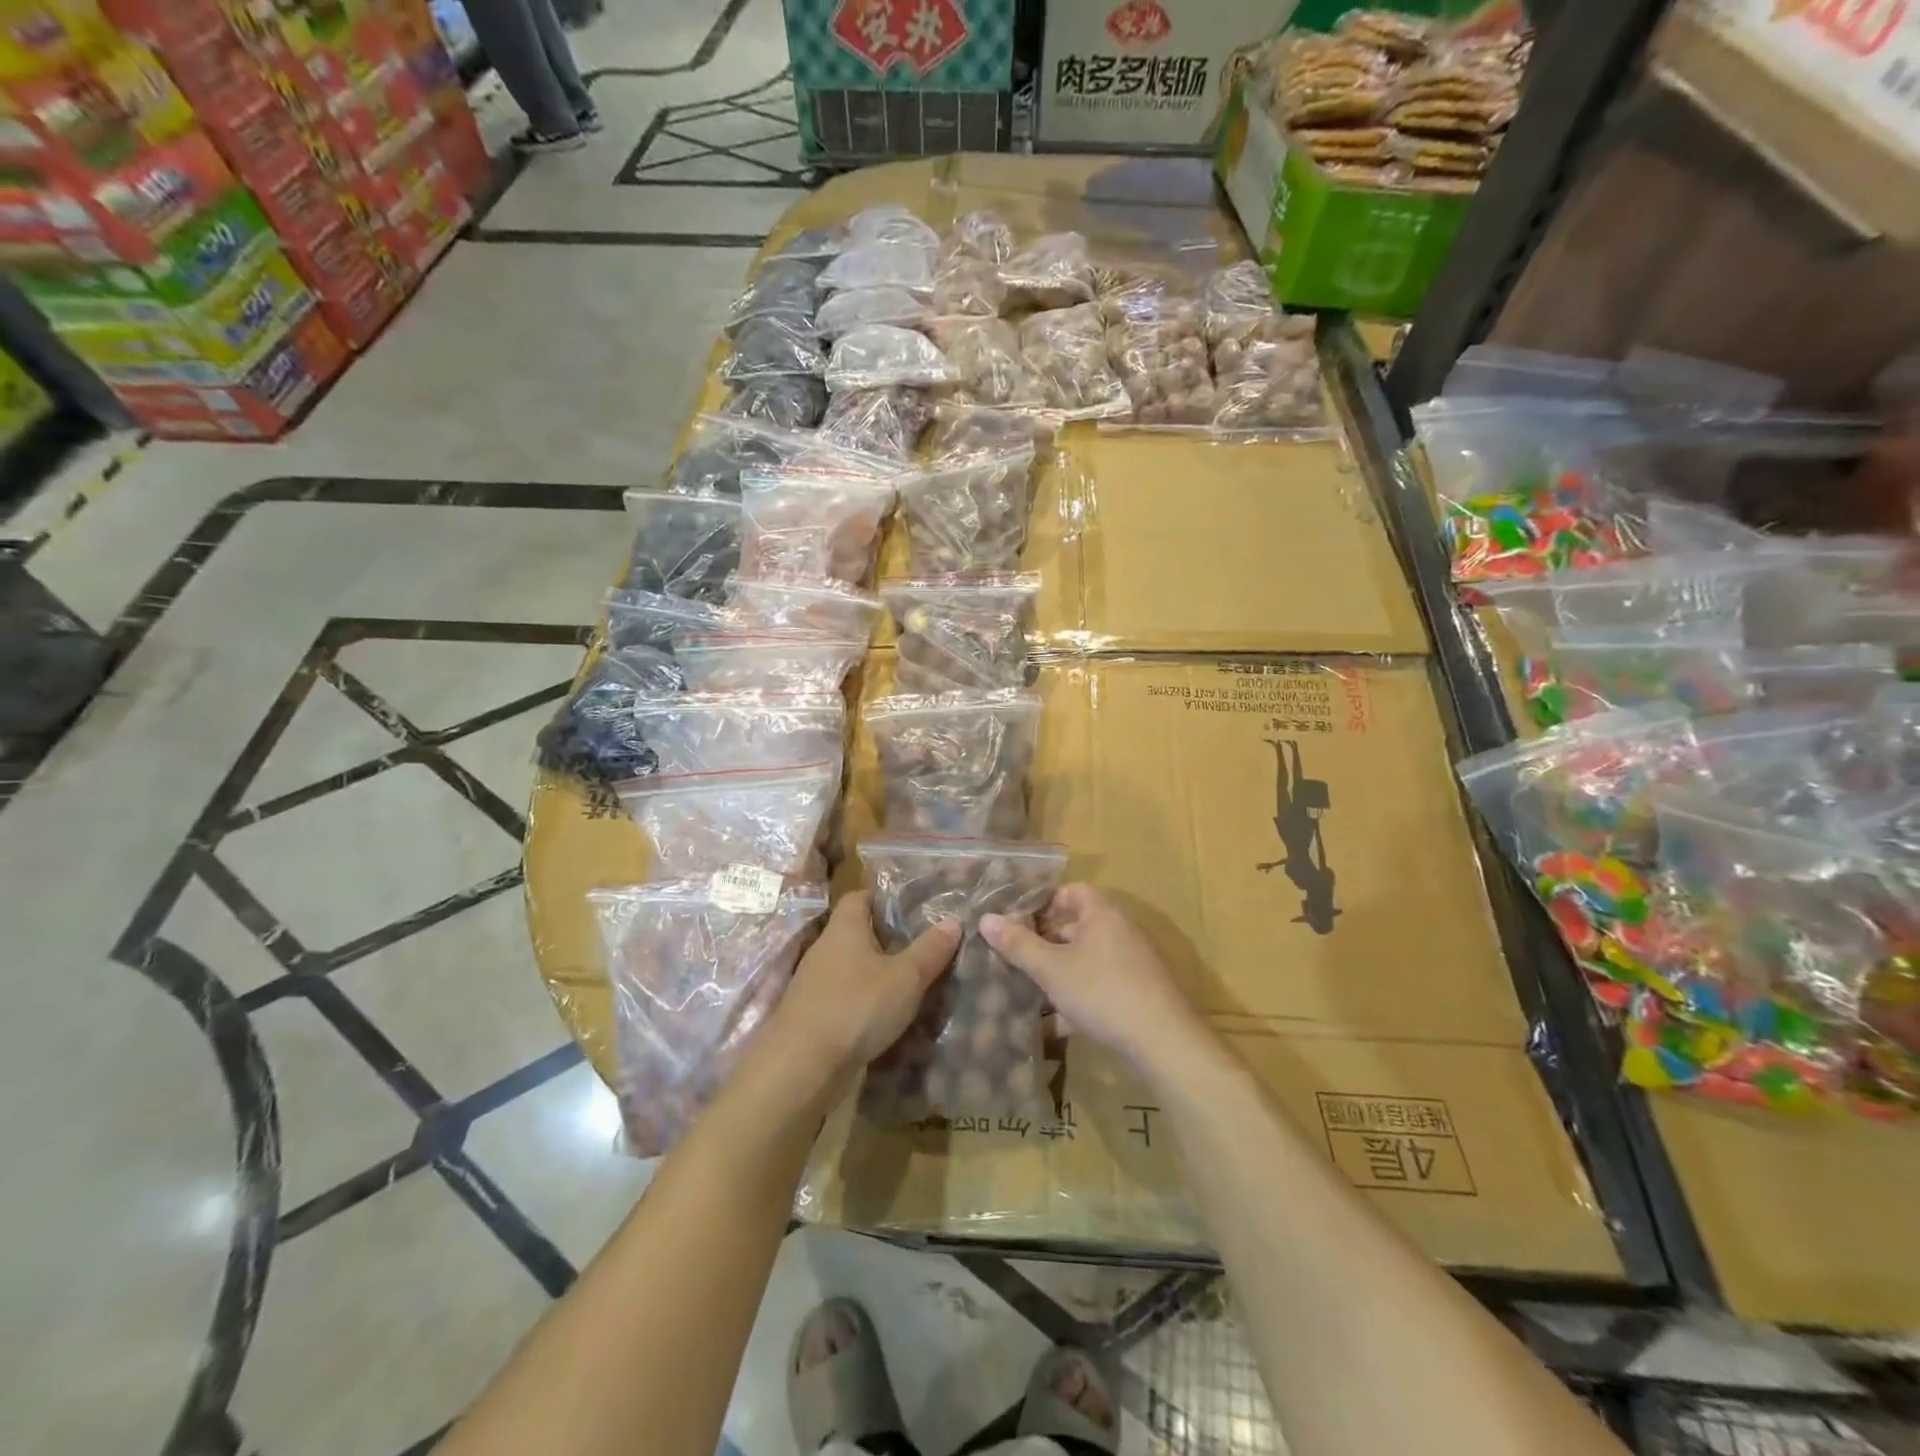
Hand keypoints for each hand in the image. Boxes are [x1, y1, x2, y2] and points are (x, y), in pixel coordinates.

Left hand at [776, 892, 959, 1073]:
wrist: (802, 1068)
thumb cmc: (856, 1006)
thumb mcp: (905, 977)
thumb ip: (930, 949)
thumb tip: (954, 920)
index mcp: (844, 928)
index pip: (860, 896)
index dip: (885, 897)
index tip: (914, 905)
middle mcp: (826, 949)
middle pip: (858, 933)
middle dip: (888, 938)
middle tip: (925, 944)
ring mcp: (816, 984)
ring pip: (853, 968)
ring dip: (878, 973)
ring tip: (914, 981)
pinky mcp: (815, 1016)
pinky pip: (847, 998)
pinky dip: (867, 1002)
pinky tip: (890, 1015)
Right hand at [980, 884, 1206, 1072]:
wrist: (1162, 1041)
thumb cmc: (1101, 991)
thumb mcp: (1051, 969)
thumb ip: (1018, 944)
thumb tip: (986, 918)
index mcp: (1102, 914)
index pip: (1072, 891)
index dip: (1045, 901)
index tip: (1019, 919)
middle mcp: (1120, 932)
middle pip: (1078, 927)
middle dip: (1046, 942)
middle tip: (1016, 956)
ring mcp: (1133, 964)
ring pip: (1087, 961)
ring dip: (1060, 974)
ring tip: (1028, 991)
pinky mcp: (1139, 994)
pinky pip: (1100, 988)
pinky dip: (1078, 1000)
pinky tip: (1055, 1026)